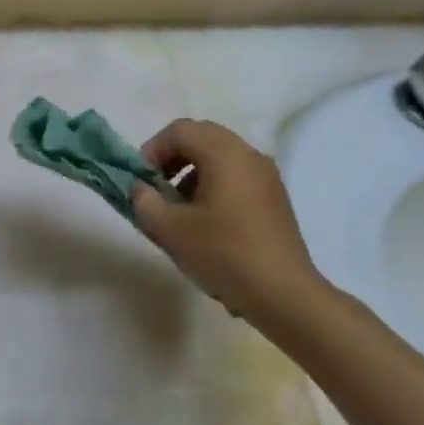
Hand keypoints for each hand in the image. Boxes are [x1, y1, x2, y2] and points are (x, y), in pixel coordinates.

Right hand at [131, 119, 327, 324]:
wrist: (282, 293)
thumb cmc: (223, 253)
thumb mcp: (169, 229)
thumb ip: (144, 201)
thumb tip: (141, 189)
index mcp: (224, 154)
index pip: (180, 131)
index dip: (152, 149)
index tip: (141, 181)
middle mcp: (249, 155)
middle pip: (202, 137)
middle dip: (172, 158)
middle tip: (156, 188)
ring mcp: (266, 176)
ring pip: (220, 156)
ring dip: (191, 172)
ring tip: (178, 208)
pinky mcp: (274, 198)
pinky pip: (236, 175)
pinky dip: (213, 185)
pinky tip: (205, 221)